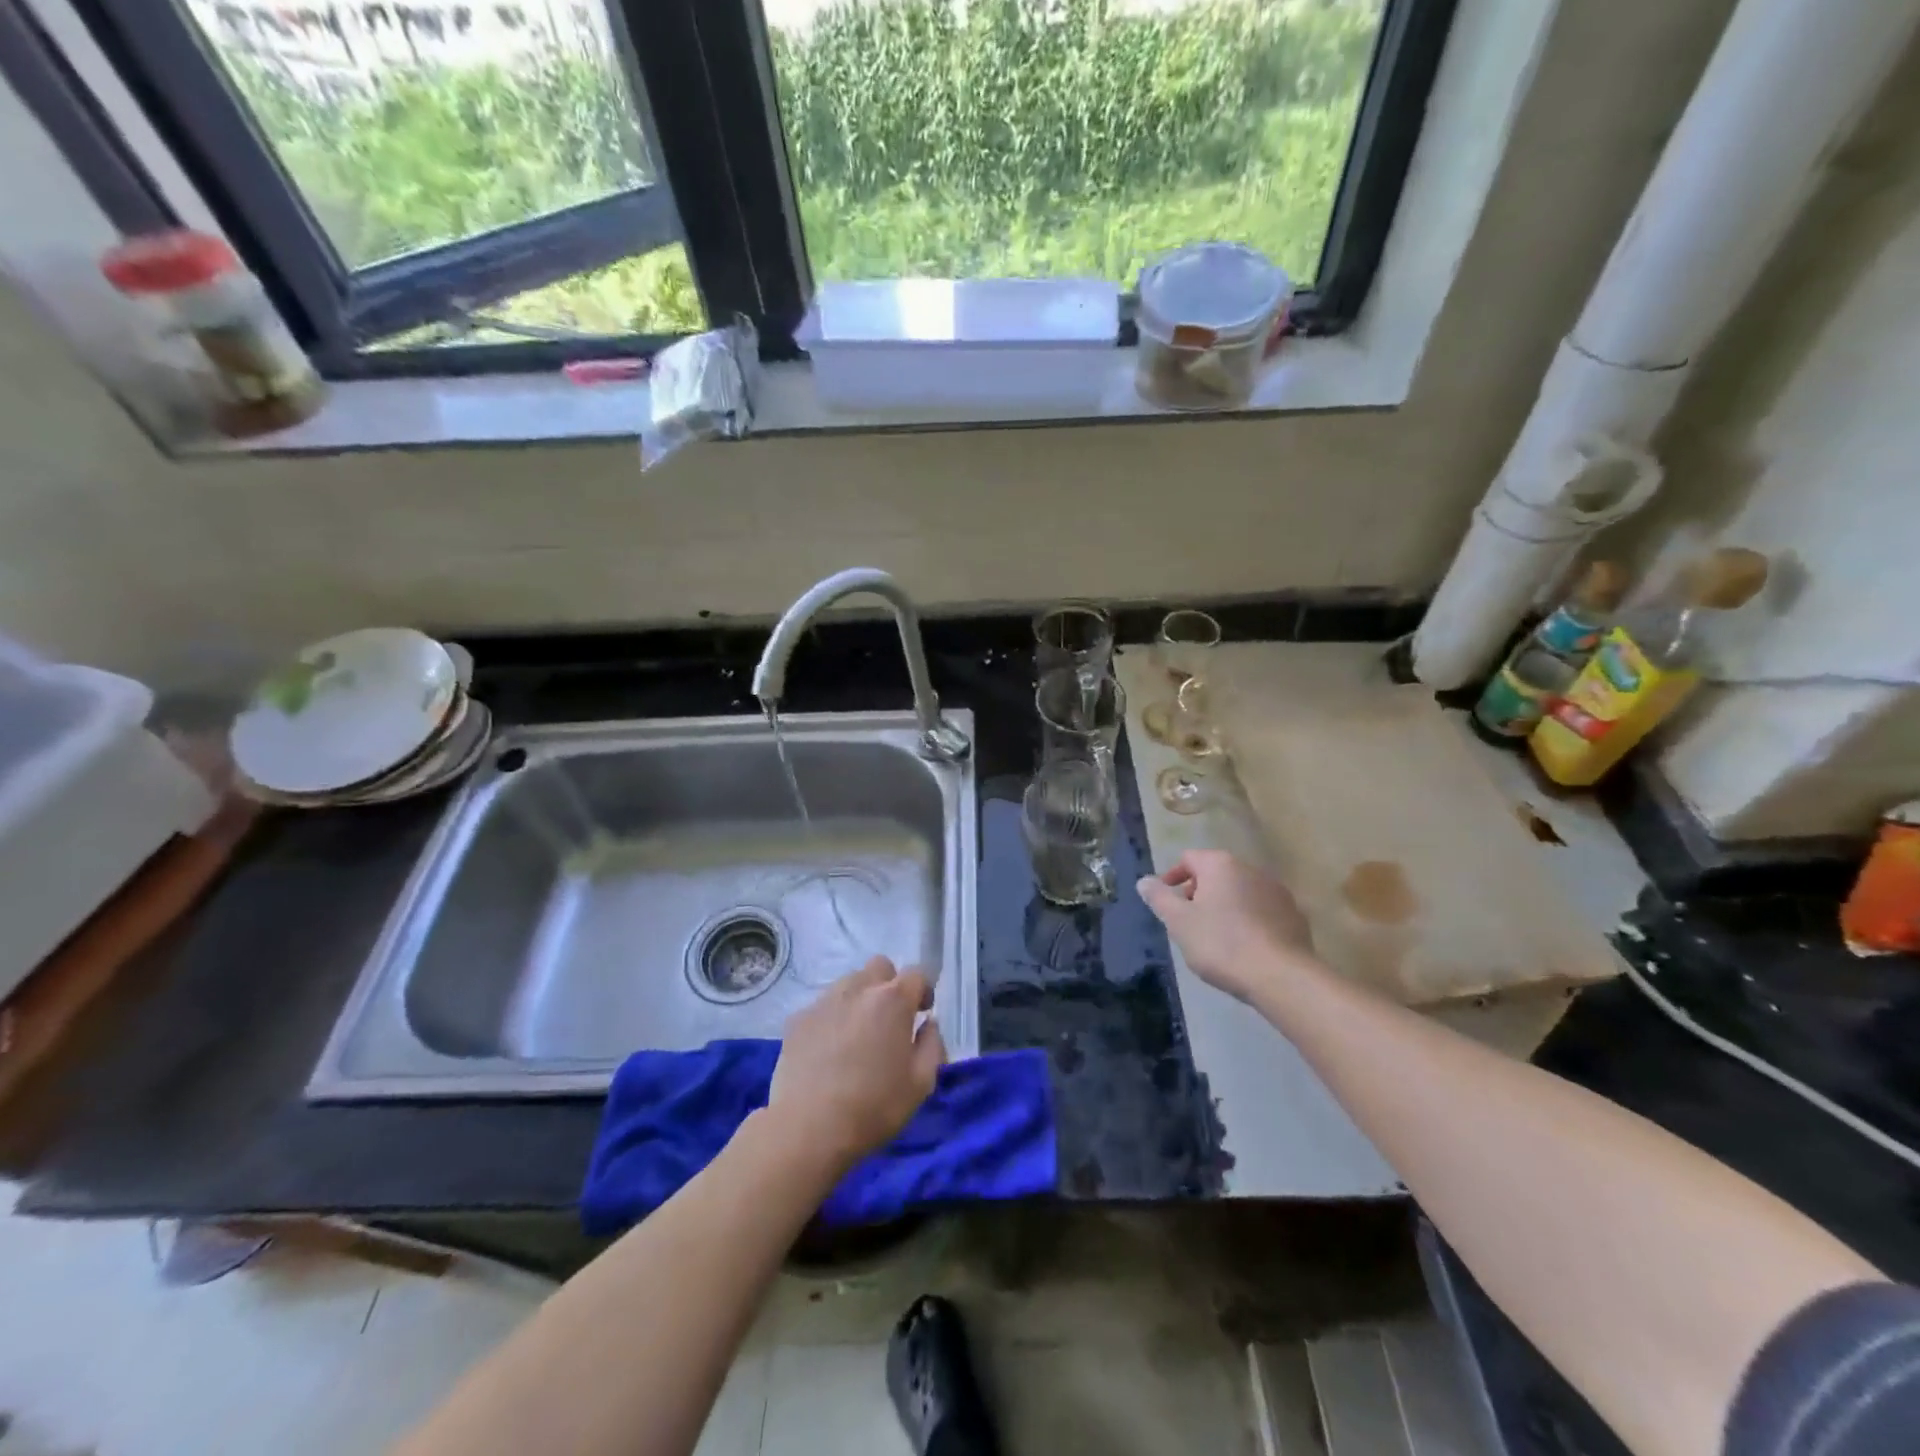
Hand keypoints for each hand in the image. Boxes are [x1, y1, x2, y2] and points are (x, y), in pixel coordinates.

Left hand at [768, 956, 945, 1171]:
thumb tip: (928, 1024)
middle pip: (880, 966)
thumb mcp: (921, 1084)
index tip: (922, 1013)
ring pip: (849, 983)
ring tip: (857, 1036)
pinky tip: (828, 1050)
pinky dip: (832, 1018)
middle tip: (890, 1019)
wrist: (807, 1127)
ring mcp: (824, 1001)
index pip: (916, 973)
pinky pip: (823, 1006)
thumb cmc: (873, 1106)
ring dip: (860, 999)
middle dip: (889, 984)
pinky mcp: (797, 1018)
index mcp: (892, 1000)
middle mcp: (858, 989)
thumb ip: (932, 1045)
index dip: (923, 989)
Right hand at [1137, 849, 1317, 1001]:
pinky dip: (1248, 920)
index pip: (1188, 858)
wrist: (1281, 977)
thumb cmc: (1221, 944)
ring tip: (1215, 936)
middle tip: (1187, 921)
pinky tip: (1244, 946)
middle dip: (1198, 893)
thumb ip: (1159, 898)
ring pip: (1240, 892)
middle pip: (1216, 874)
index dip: (1172, 877)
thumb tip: (1144, 881)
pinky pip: (1262, 911)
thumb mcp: (1178, 922)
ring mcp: (1277, 892)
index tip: (1165, 902)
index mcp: (1220, 865)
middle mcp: (1250, 869)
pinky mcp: (1295, 916)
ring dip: (1225, 906)